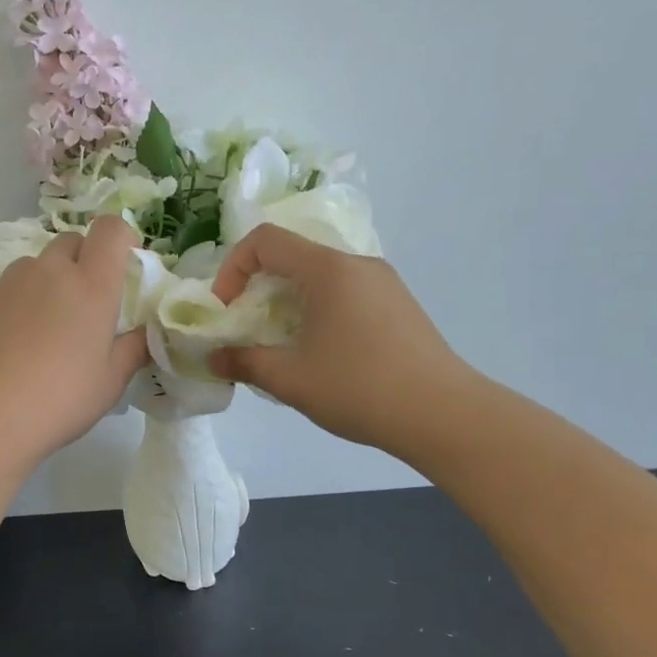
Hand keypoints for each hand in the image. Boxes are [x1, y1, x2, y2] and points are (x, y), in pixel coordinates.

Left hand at [0, 215, 149, 464]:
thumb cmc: (57, 399)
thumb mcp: (109, 383)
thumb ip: (133, 350)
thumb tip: (144, 334)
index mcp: (91, 284)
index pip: (111, 229)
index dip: (123, 237)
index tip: (126, 266)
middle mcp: (52, 271)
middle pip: (73, 241)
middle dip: (87, 260)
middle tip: (90, 305)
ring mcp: (13, 282)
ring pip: (41, 263)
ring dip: (54, 279)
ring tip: (53, 326)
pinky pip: (16, 284)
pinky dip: (27, 298)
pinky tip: (22, 340)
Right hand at [208, 224, 477, 462]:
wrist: (444, 415)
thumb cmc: (360, 388)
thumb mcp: (290, 379)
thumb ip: (244, 362)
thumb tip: (212, 359)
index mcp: (328, 269)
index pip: (265, 240)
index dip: (233, 267)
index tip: (227, 309)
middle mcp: (357, 264)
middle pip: (293, 256)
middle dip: (259, 288)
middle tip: (249, 329)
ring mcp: (383, 283)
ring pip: (320, 276)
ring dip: (289, 301)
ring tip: (284, 345)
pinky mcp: (398, 305)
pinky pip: (345, 292)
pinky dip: (318, 310)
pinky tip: (322, 353)